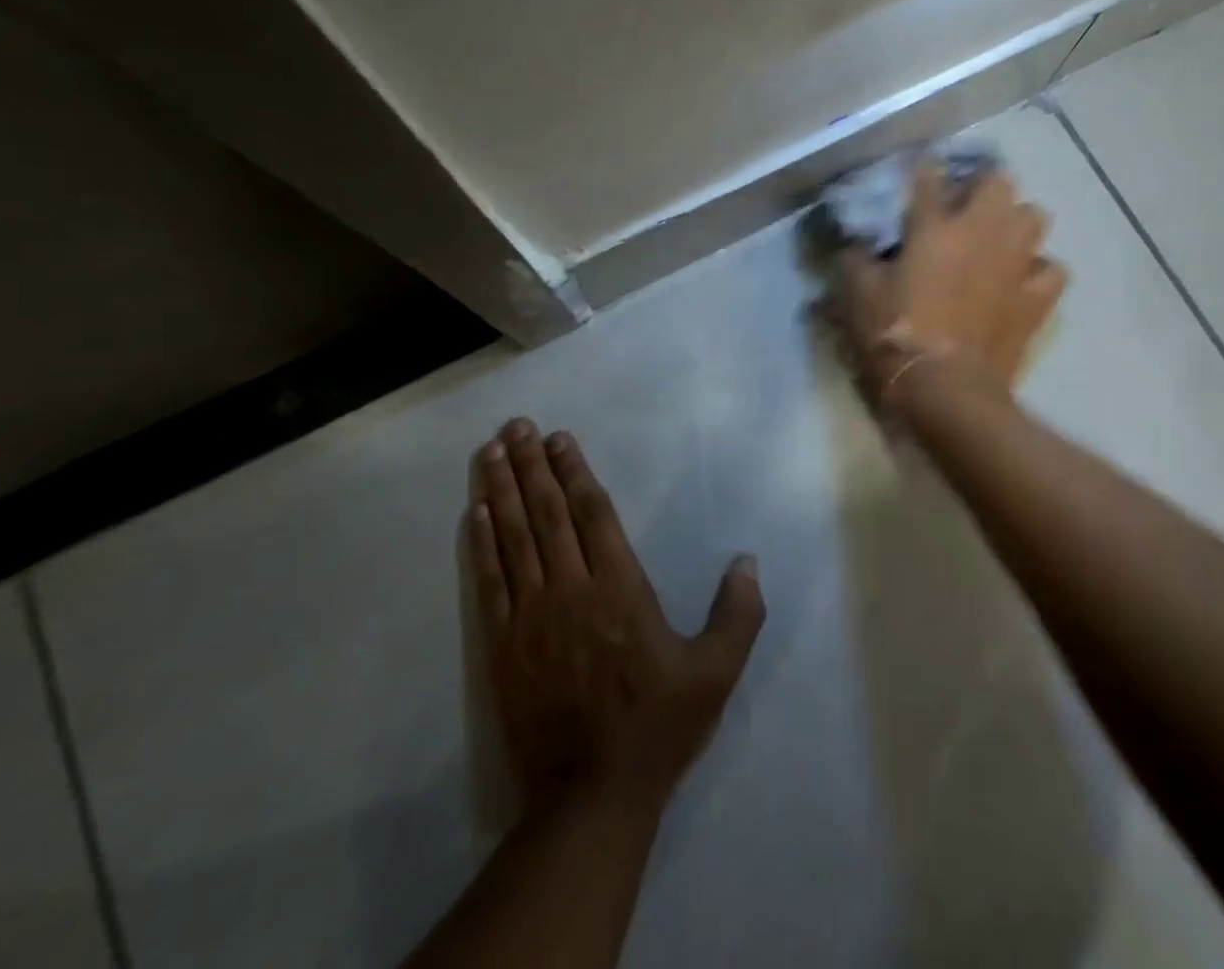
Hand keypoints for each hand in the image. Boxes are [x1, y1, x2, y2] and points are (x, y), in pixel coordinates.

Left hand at [469, 419, 765, 815]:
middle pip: (548, 514)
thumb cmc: (657, 727)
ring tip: (492, 452)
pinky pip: (490, 581)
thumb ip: (737, 614)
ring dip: (502, 491)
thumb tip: (748, 562)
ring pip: (514, 538)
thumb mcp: (715, 674)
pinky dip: (482, 543)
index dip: (575, 471)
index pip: (593, 513)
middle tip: (517, 426)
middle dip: (533, 466)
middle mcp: (572, 590)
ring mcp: (531, 616)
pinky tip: (476, 513)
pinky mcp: (502, 645)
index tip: (559, 439)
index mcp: (620, 589)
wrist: (590, 797)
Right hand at [837, 163, 1066, 400]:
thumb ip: (855, 260)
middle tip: (965, 205)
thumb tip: (855, 246)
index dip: (924, 169)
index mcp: (934, 227)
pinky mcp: (1036, 298)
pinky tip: (1022, 279)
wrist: (945, 387)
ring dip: (1016, 221)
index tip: (920, 170)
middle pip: (998, 181)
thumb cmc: (896, 335)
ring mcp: (1015, 263)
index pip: (929, 177)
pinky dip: (1039, 269)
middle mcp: (981, 232)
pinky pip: (1052, 268)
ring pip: (1035, 216)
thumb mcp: (857, 295)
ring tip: (998, 237)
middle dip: (983, 186)